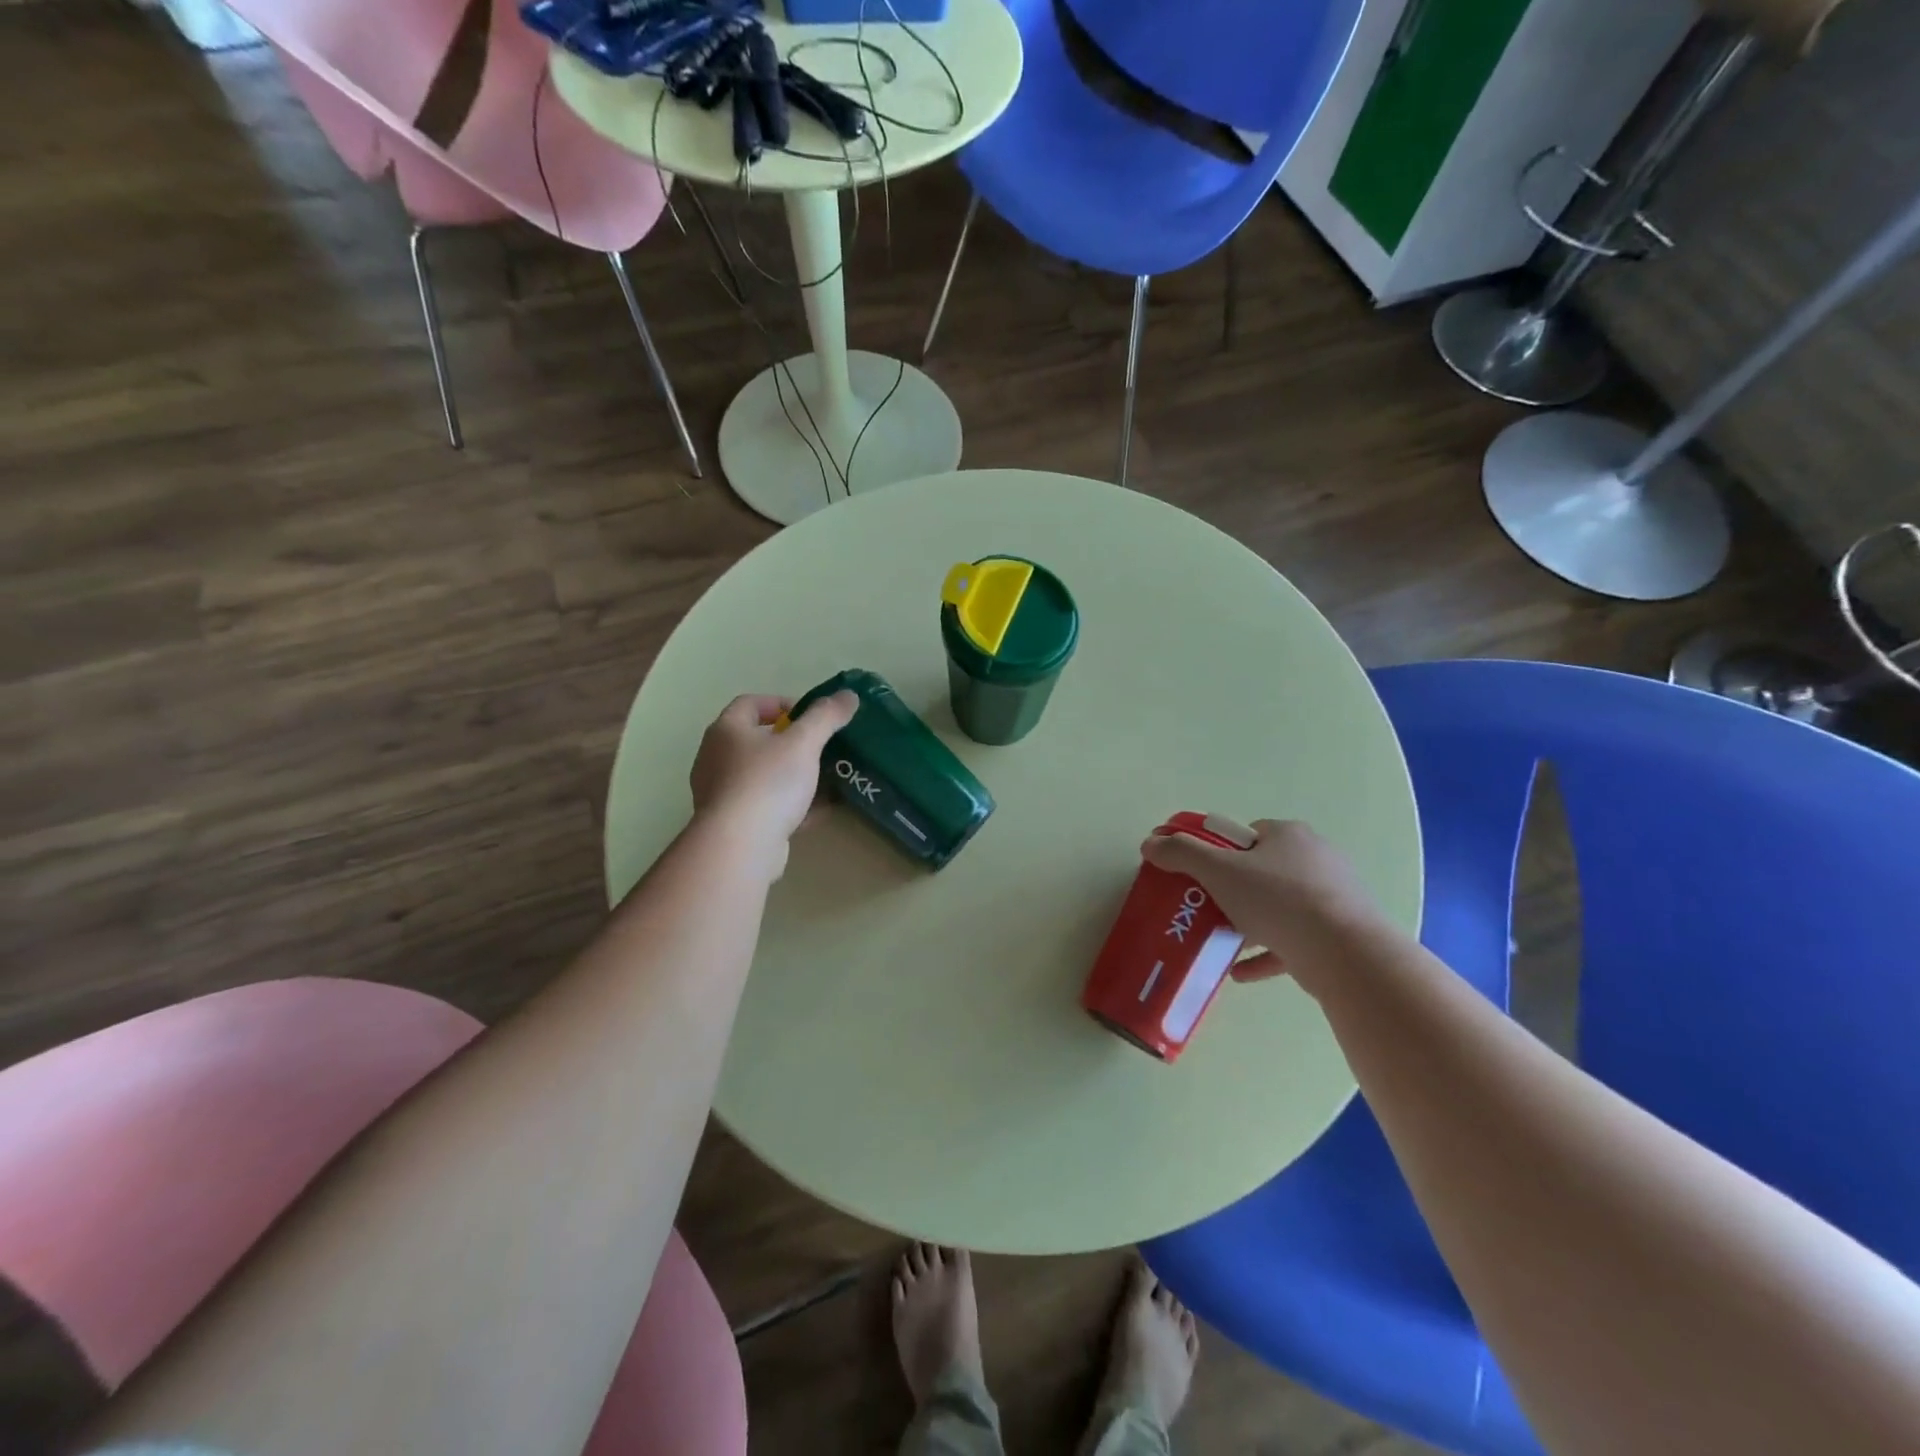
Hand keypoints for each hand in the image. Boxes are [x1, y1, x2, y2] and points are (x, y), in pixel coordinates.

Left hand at [690, 691, 857, 878]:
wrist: (740, 846)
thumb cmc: (767, 783)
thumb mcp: (804, 743)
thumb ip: (826, 717)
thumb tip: (849, 695)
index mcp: (726, 731)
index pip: (749, 704)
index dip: (780, 703)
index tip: (809, 716)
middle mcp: (715, 758)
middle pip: (754, 741)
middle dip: (789, 743)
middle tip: (819, 748)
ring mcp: (721, 794)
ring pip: (761, 776)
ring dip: (790, 776)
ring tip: (822, 779)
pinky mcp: (732, 825)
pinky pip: (764, 806)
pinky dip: (788, 805)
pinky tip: (816, 812)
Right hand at [1140, 819, 1399, 995]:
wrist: (1345, 953)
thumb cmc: (1277, 900)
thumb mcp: (1218, 871)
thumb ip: (1182, 854)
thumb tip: (1150, 843)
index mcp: (1288, 835)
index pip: (1246, 835)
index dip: (1220, 853)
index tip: (1202, 876)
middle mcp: (1315, 858)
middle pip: (1263, 870)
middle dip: (1234, 890)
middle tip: (1208, 908)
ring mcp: (1333, 897)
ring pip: (1280, 907)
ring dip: (1249, 924)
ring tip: (1221, 941)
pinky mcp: (1341, 933)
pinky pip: (1295, 940)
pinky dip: (1267, 953)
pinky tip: (1239, 972)